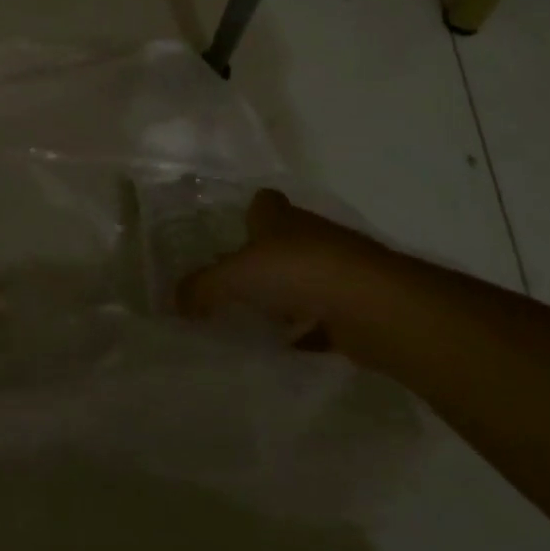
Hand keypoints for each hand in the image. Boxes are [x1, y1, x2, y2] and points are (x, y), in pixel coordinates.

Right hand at [176, 189, 370, 349]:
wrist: (376, 306)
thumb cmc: (298, 272)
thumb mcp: (235, 277)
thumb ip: (201, 288)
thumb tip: (173, 302)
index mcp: (280, 218)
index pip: (263, 202)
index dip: (248, 213)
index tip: (231, 233)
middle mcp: (311, 236)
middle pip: (284, 241)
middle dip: (264, 258)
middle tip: (235, 282)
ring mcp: (339, 270)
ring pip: (306, 278)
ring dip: (288, 295)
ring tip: (257, 318)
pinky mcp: (357, 306)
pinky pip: (324, 318)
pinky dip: (309, 330)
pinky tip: (289, 348)